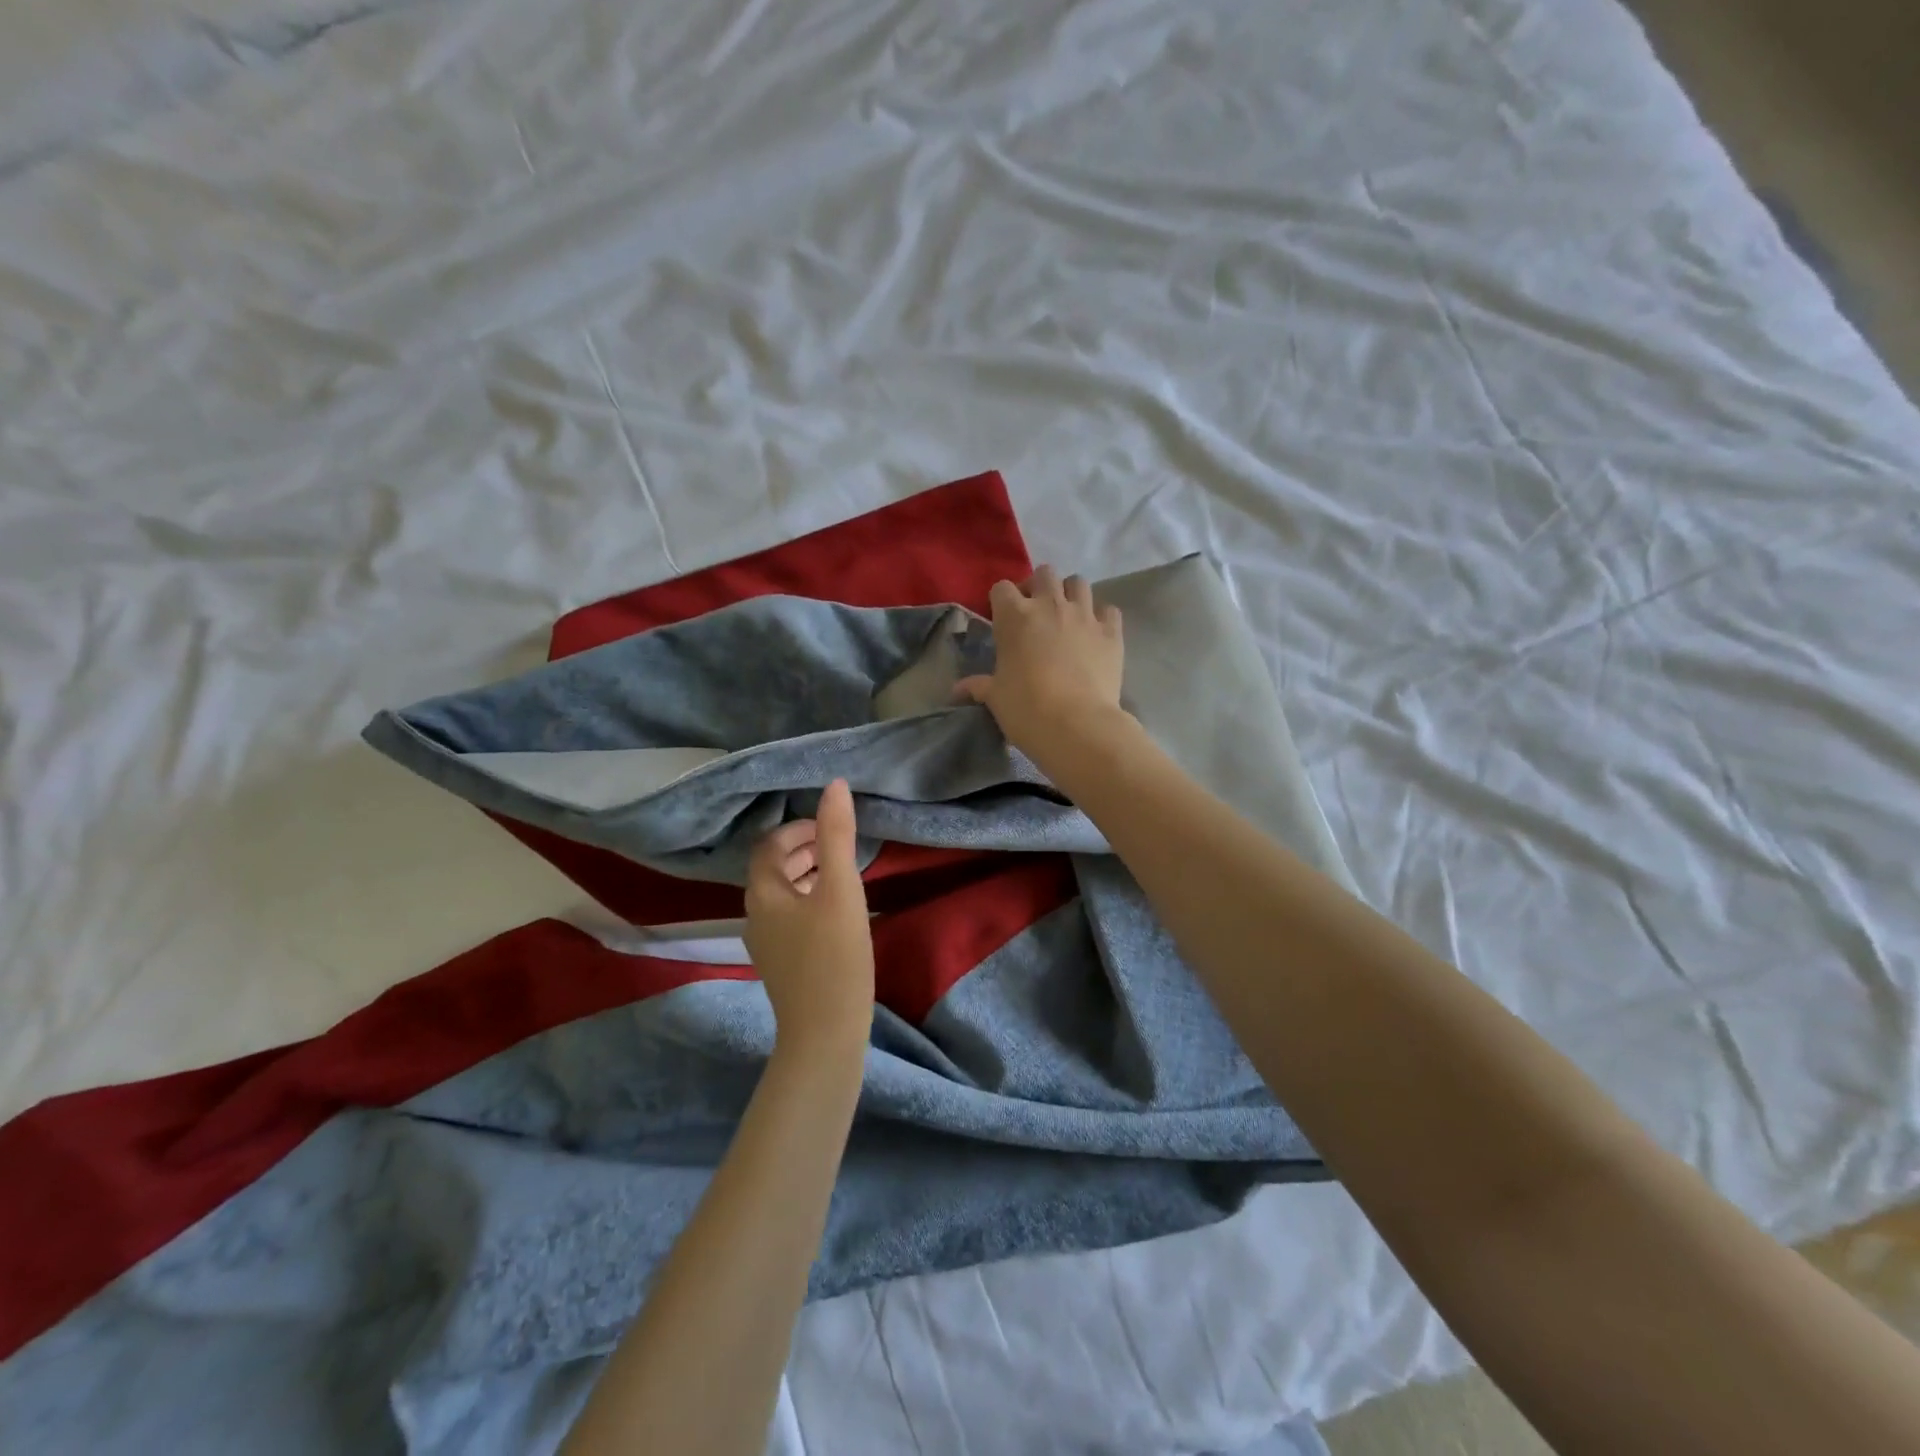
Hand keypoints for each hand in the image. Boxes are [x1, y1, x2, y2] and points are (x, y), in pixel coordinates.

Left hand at [744, 779, 874, 1058]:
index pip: (769, 845)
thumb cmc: (835, 956)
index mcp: (763, 894)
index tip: (829, 827)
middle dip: (802, 849)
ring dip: (806, 874)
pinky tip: (835, 910)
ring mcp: (765, 942)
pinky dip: (808, 900)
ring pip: (781, 894)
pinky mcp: (780, 962)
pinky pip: (788, 917)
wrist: (824, 1033)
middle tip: (837, 845)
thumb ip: (837, 836)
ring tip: (839, 871)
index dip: (797, 829)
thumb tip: (834, 785)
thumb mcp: (841, 890)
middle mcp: (755, 915)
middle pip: (772, 869)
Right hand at [955, 565, 1126, 760]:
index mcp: (1015, 616)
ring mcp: (1084, 615)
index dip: (1001, 601)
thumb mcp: (995, 698)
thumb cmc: (1026, 709)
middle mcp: (1050, 605)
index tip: (1003, 620)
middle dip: (1038, 587)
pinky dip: (1102, 617)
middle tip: (1036, 613)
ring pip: (1078, 582)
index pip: (1002, 588)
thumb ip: (978, 686)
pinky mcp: (1111, 632)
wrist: (1077, 725)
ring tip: (1067, 617)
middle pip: (1044, 573)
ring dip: (1070, 594)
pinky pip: (1109, 610)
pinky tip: (1096, 634)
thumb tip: (956, 690)